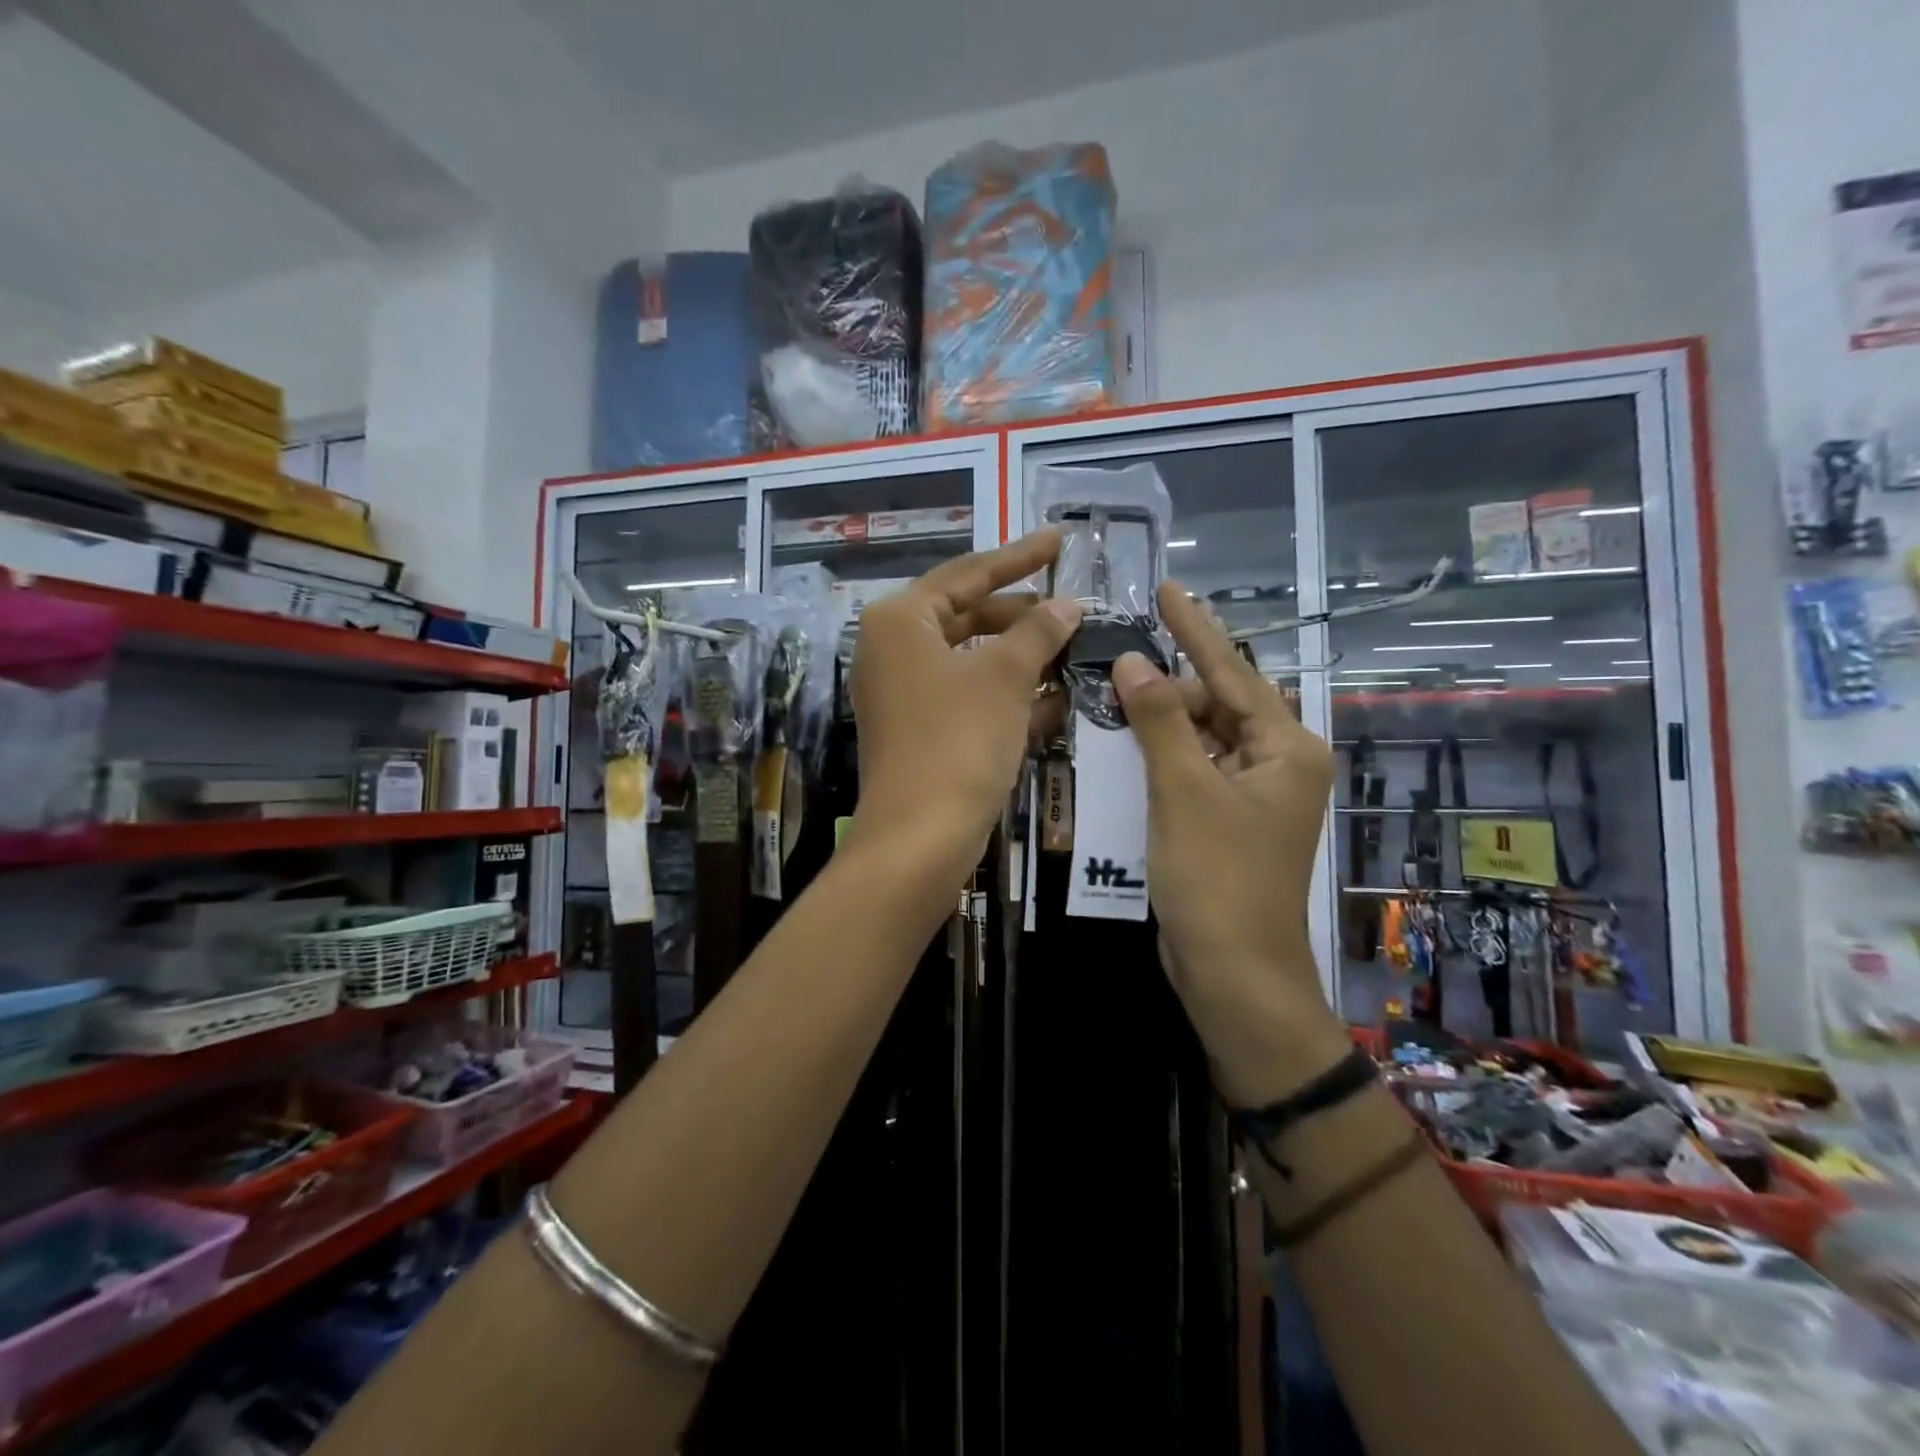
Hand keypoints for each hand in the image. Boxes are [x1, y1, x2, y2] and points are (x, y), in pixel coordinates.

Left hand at [849, 530, 1080, 874]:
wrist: (920, 836)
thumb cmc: (959, 740)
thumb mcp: (1005, 677)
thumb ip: (1039, 631)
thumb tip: (1067, 604)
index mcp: (900, 620)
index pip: (968, 573)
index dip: (1019, 556)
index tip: (1061, 540)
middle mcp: (892, 649)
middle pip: (968, 615)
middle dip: (1023, 614)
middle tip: (1073, 607)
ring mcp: (902, 693)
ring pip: (972, 660)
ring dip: (1022, 657)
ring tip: (1074, 648)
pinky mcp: (918, 730)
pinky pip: (968, 696)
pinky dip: (1007, 693)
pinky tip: (1057, 697)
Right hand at [1113, 582, 1346, 1103]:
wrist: (1232, 971)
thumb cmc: (1216, 877)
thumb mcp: (1184, 791)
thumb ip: (1160, 722)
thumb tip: (1136, 662)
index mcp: (1286, 747)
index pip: (1232, 671)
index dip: (1195, 628)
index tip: (1167, 588)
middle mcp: (1277, 763)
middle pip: (1216, 703)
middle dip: (1168, 684)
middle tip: (1116, 663)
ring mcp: (1253, 794)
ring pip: (1201, 737)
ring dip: (1160, 720)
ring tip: (1114, 692)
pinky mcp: (1227, 819)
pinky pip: (1192, 769)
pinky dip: (1162, 755)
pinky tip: (1125, 740)